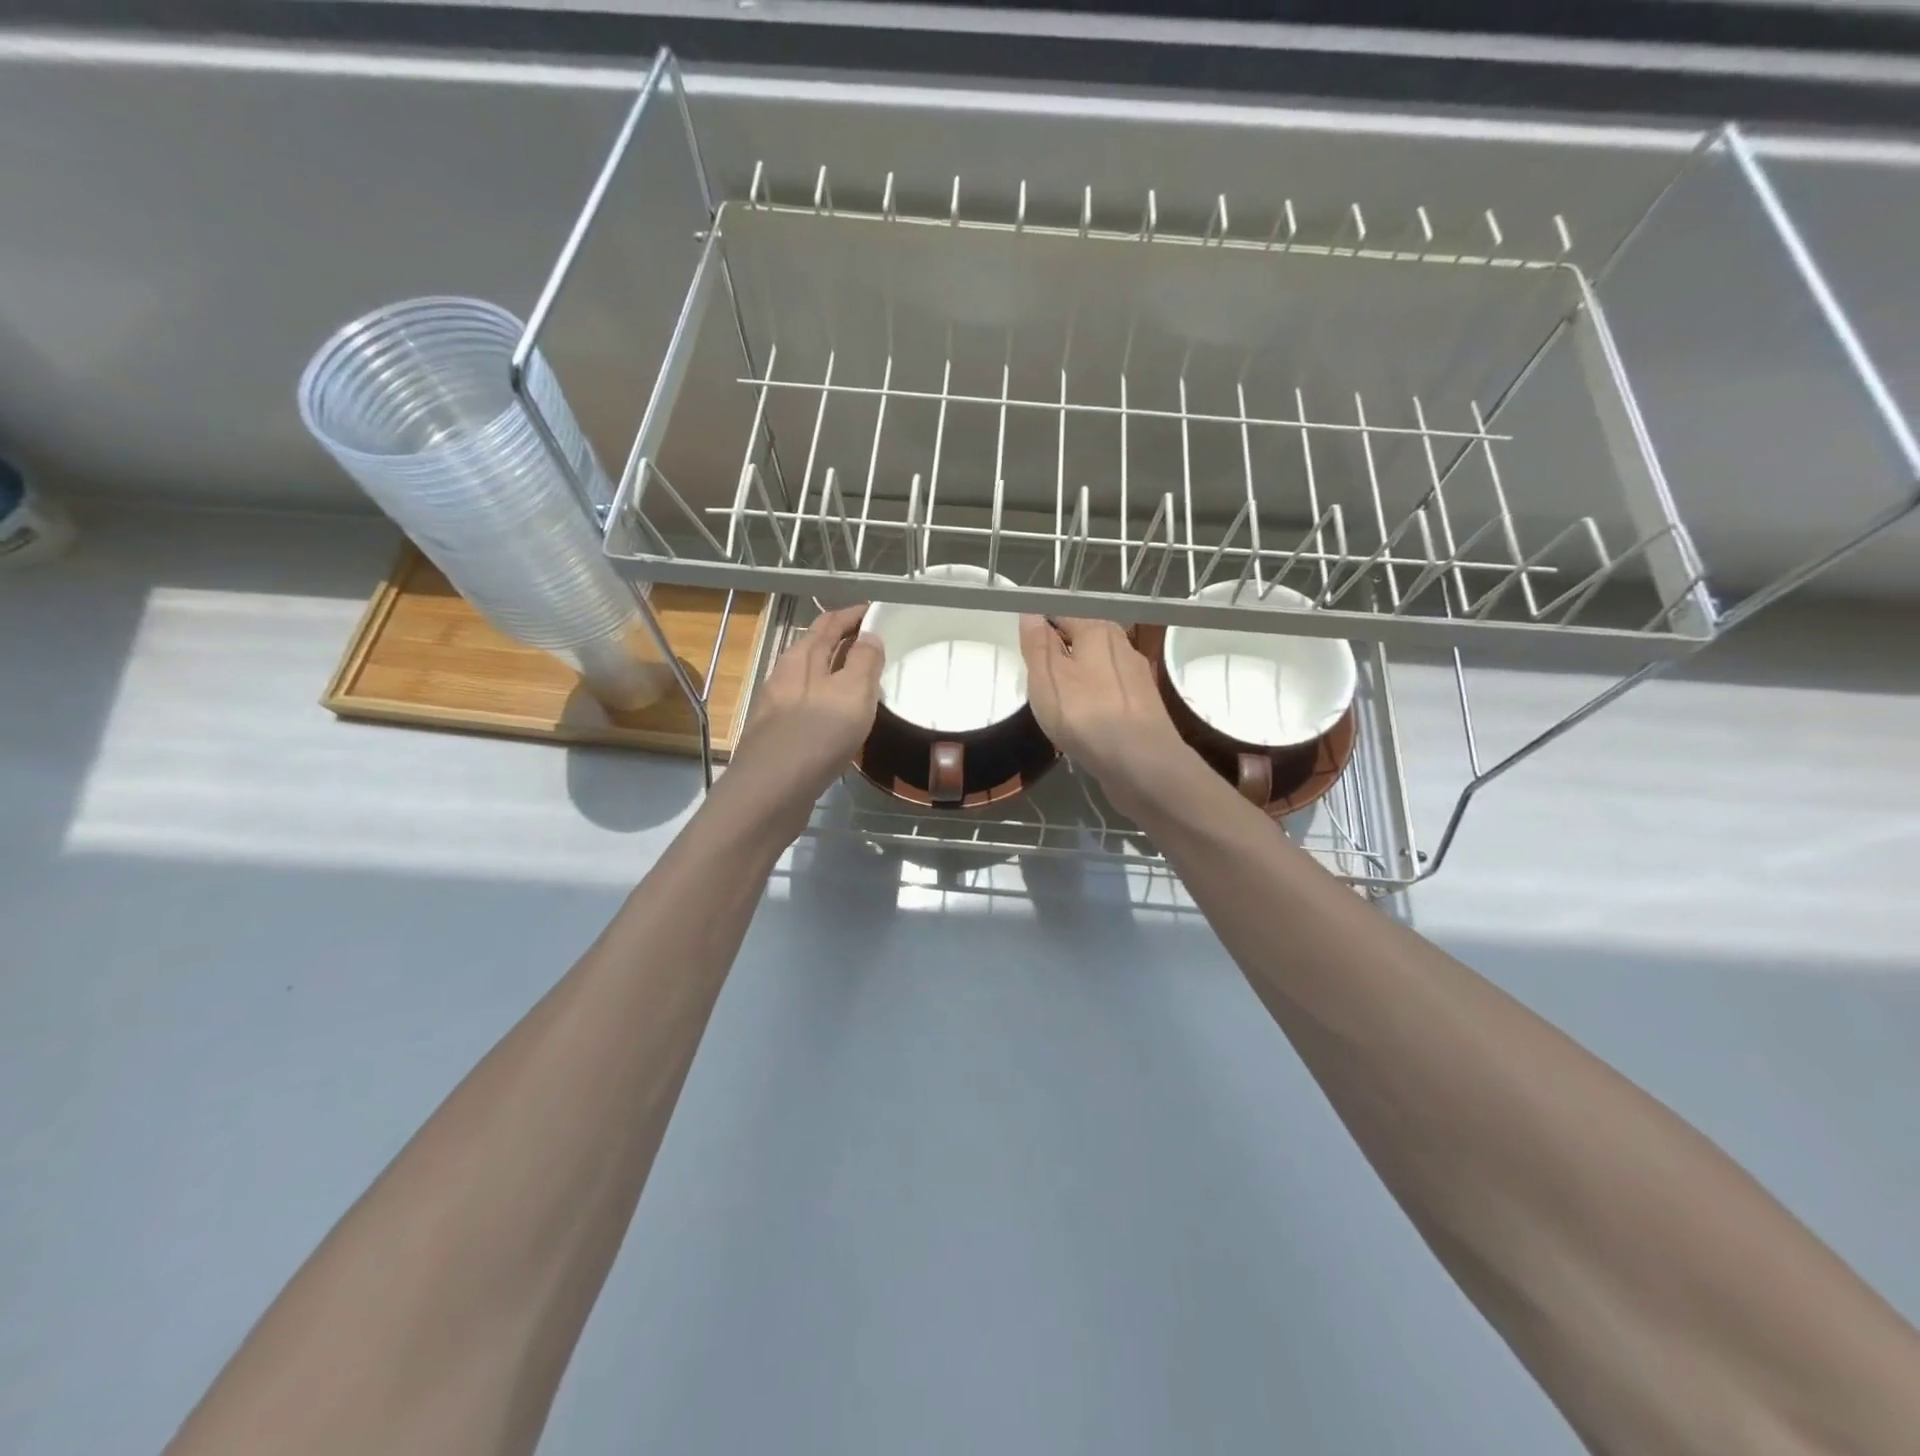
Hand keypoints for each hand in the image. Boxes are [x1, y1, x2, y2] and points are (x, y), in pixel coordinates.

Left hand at [728, 603, 883, 818]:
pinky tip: (842, 719)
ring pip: (812, 680)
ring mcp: (779, 709)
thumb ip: (864, 661)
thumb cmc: (817, 735)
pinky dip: (830, 702)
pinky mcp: (780, 738)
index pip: (827, 623)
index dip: (852, 615)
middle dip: (843, 640)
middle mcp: (784, 677)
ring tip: (864, 679)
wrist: (771, 792)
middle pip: (816, 649)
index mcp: (800, 658)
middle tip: (874, 643)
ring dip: (837, 673)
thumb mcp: (852, 692)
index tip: (875, 611)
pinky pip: (810, 708)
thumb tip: (869, 636)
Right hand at [1017, 615, 1191, 810]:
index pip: (1062, 614)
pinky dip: (1095, 702)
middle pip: (1083, 641)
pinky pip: (1110, 694)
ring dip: (1078, 680)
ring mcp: (1137, 677)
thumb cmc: (1086, 715)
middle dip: (1060, 655)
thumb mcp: (1047, 677)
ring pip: (1098, 669)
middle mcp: (1122, 645)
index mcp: (1098, 630)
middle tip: (1036, 680)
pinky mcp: (1143, 706)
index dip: (1041, 628)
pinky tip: (1084, 721)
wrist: (1141, 763)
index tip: (1024, 650)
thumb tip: (1031, 614)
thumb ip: (1037, 644)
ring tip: (1058, 703)